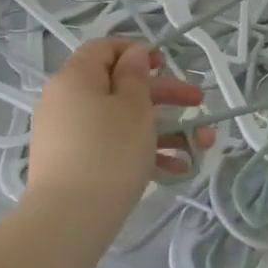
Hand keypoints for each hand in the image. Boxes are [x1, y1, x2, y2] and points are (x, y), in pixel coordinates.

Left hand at [24, 37, 207, 232]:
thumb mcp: (134, 107)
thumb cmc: (109, 152)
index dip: (136, 50)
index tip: (165, 63)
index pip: (104, 48)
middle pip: (120, 86)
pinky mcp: (74, 163)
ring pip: (122, 120)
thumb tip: (132, 54)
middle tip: (198, 102)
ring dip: (164, 129)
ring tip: (200, 146)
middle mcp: (67, 101)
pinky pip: (112, 146)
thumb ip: (136, 75)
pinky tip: (176, 169)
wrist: (69, 219)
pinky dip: (142, 151)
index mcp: (76, 78)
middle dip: (165, 95)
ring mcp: (69, 134)